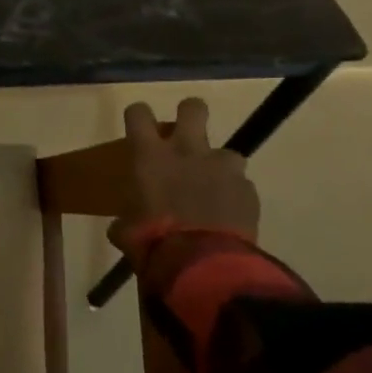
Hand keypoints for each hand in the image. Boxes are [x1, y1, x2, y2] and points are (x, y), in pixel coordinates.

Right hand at [109, 98, 258, 263]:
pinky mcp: (248, 190)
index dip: (138, 115)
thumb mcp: (127, 232)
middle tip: (185, 134)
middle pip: (193, 108)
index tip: (139, 125)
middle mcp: (187, 152)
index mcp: (150, 157)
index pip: (139, 114)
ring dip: (218, 167)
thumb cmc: (153, 242)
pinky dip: (234, 197)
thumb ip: (126, 221)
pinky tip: (227, 218)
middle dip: (190, 114)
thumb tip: (123, 226)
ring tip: (213, 191)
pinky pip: (241, 185)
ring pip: (226, 152)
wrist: (203, 264)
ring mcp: (222, 168)